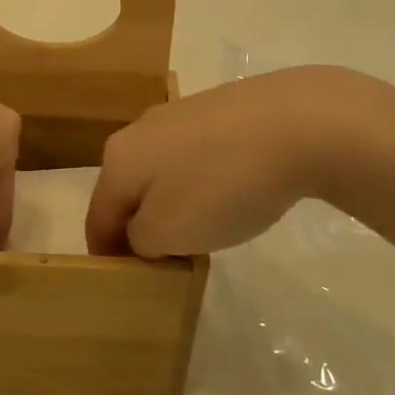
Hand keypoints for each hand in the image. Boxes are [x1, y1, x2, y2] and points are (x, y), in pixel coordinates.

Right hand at [85, 66, 394, 257]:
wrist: (298, 123)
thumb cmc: (223, 185)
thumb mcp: (169, 232)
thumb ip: (140, 240)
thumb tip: (142, 231)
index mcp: (118, 159)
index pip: (97, 219)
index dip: (109, 258)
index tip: (132, 285)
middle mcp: (140, 129)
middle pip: (128, 191)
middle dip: (142, 228)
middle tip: (172, 260)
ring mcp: (179, 114)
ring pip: (162, 171)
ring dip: (173, 204)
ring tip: (208, 229)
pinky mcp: (217, 108)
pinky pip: (195, 156)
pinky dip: (203, 181)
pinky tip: (234, 192)